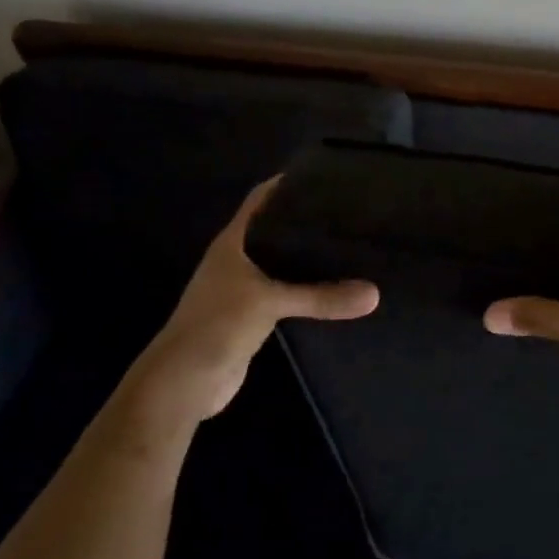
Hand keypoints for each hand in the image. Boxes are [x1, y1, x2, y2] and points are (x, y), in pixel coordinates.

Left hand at [121, 178, 378, 423]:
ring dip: (307, 258)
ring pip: (281, 264)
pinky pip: (285, 294)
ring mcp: (243, 290)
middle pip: (274, 230)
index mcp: (233, 242)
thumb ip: (321, 296)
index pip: (260, 200)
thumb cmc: (218, 325)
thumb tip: (374, 294)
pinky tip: (333, 288)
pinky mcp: (252, 317)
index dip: (286, 184)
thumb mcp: (271, 302)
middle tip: (348, 212)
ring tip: (349, 245)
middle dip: (305, 221)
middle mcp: (237, 260)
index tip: (323, 176)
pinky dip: (306, 290)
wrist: (184, 382)